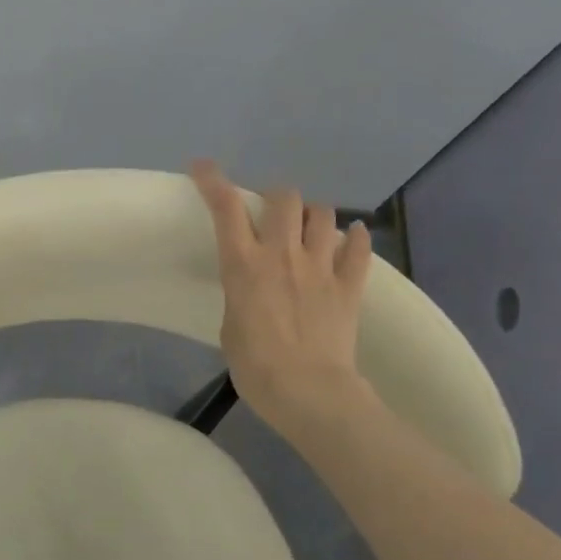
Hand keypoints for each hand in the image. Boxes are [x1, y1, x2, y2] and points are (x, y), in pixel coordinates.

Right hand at [190, 160, 375, 442]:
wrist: (308, 392)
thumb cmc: (255, 367)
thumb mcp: (231, 325)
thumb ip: (241, 293)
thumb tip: (254, 285)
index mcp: (244, 264)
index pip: (225, 208)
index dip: (212, 181)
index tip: (203, 167)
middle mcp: (282, 254)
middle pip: (284, 198)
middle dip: (276, 198)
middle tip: (273, 215)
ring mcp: (319, 267)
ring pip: (322, 215)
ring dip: (313, 216)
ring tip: (309, 230)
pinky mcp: (349, 285)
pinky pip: (358, 248)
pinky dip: (354, 239)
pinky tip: (351, 238)